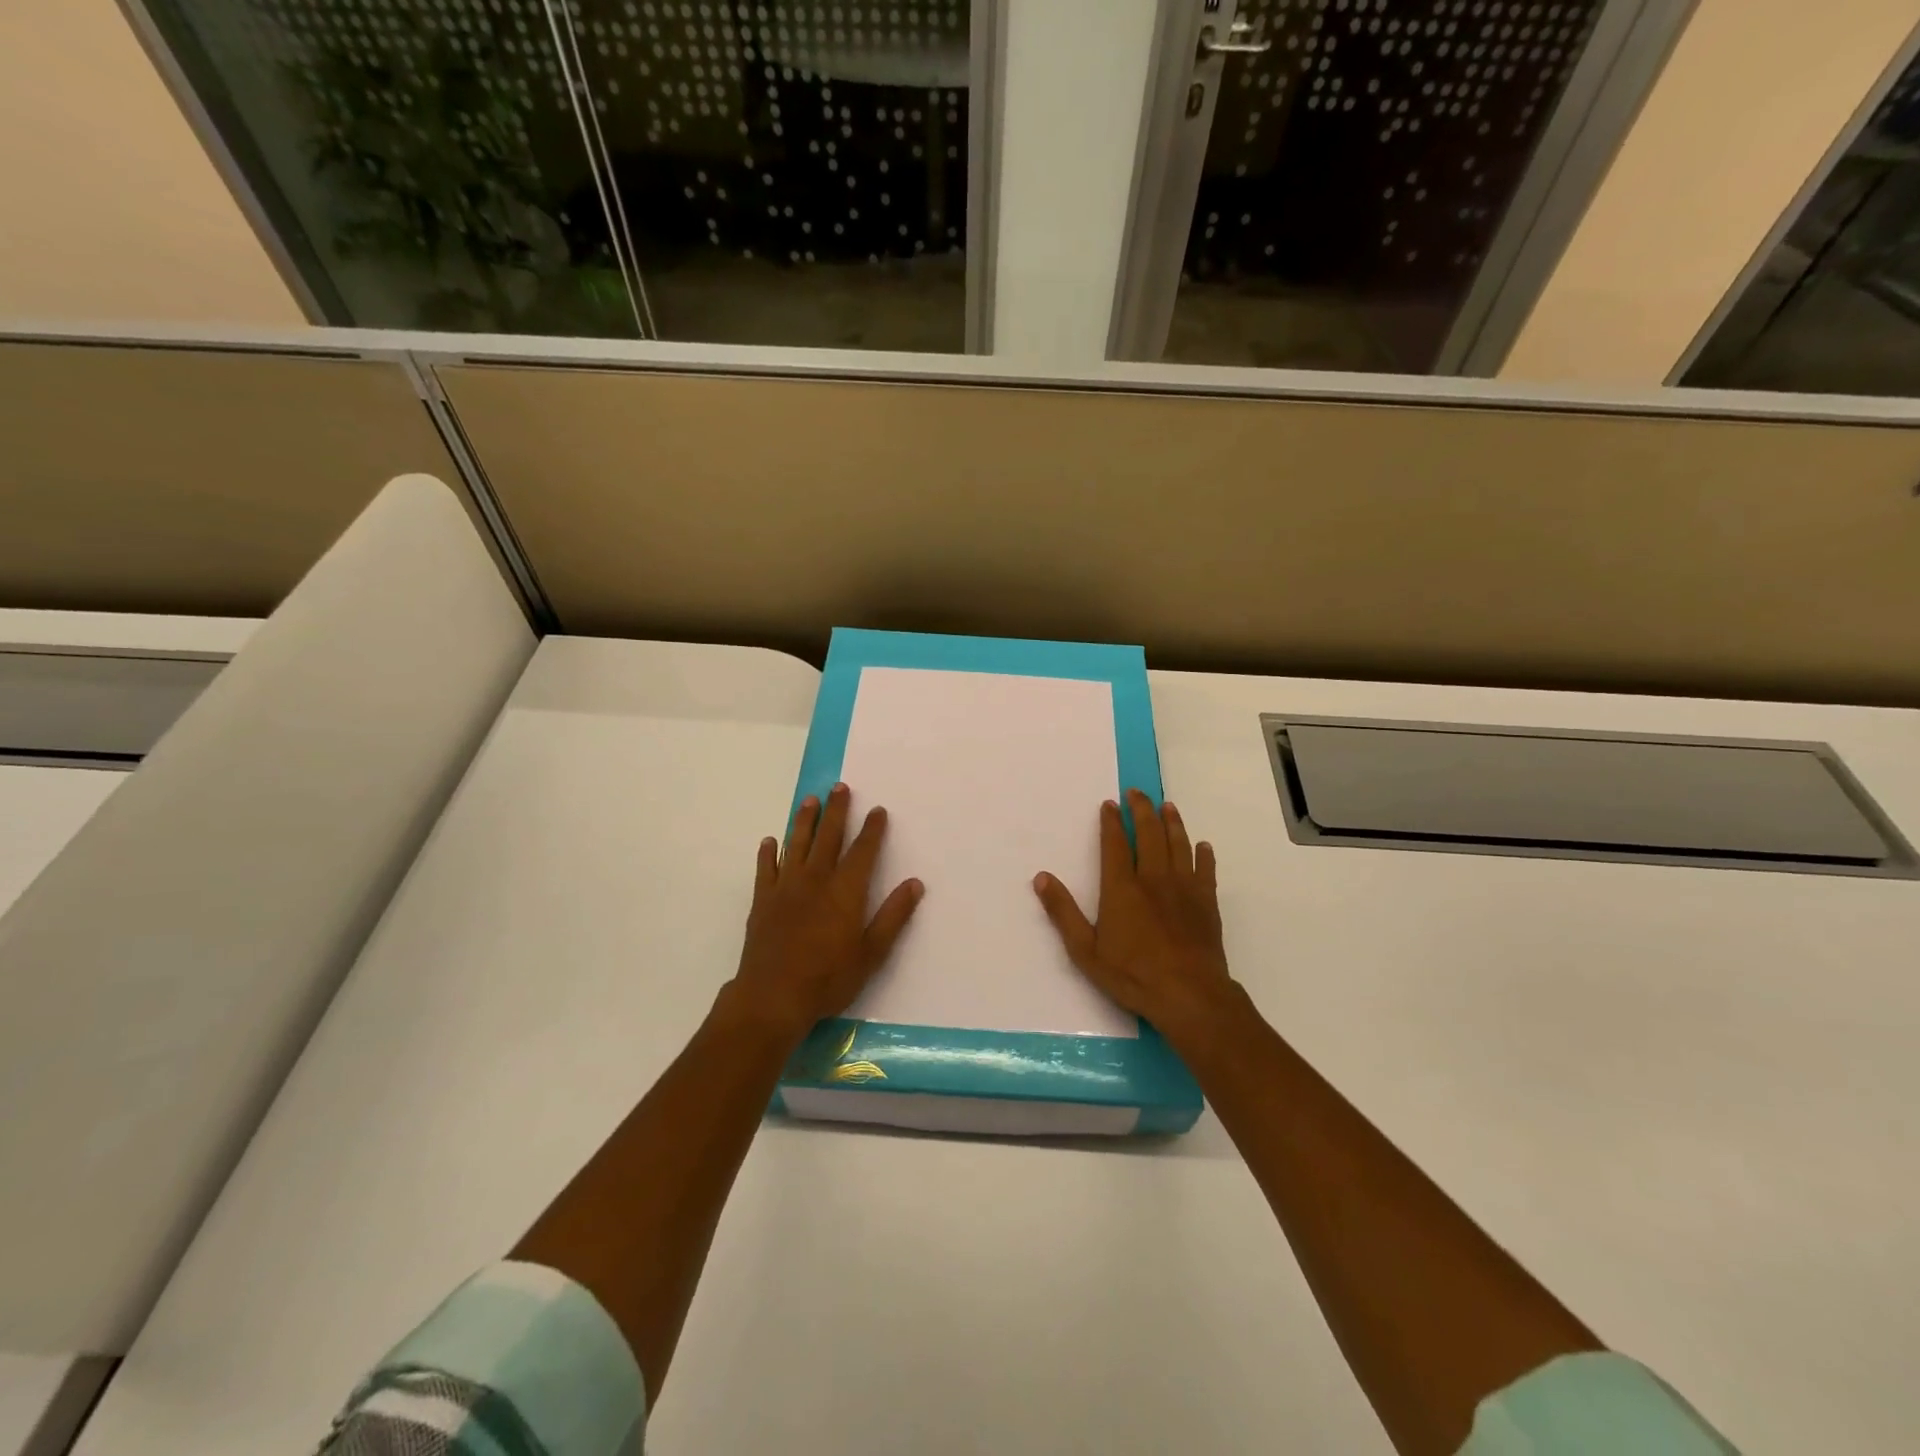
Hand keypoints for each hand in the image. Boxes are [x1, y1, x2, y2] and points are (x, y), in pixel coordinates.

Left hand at [723, 782, 923, 1042]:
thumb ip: (893, 916)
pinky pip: (765, 868)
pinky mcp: (762, 900)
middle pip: (828, 837)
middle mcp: (816, 880)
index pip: (863, 851)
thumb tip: (915, 884)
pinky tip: (770, 841)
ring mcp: (785, 888)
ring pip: (797, 844)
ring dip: (804, 821)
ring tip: (810, 800)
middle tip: (840, 787)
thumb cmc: (828, 978)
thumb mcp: (871, 953)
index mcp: (845, 891)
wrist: (773, 996)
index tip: (878, 810)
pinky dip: (768, 853)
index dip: (872, 829)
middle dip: (837, 811)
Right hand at [1033, 789, 1240, 1045]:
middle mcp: (1153, 879)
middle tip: (1137, 793)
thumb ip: (1063, 913)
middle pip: (1149, 834)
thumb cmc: (1133, 974)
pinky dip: (1203, 855)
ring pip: (1178, 845)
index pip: (1115, 844)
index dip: (1111, 822)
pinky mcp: (1206, 903)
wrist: (1189, 995)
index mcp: (1122, 888)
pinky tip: (1202, 846)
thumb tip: (1041, 878)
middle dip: (1142, 810)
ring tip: (1168, 806)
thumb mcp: (1085, 950)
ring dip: (1172, 823)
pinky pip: (1205, 870)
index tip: (1110, 804)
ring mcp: (1184, 889)